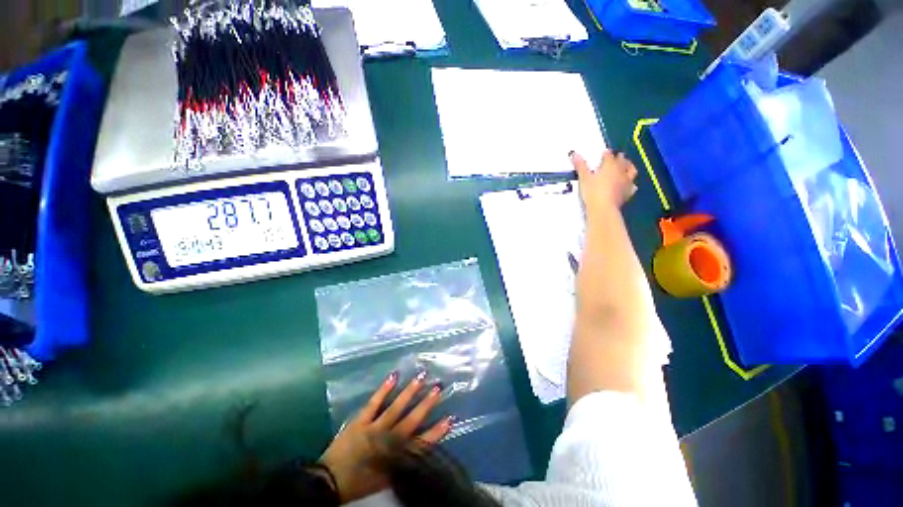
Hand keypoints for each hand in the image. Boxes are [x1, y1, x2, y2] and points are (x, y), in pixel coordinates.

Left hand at [319, 371, 451, 502]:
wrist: (330, 482)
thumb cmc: (360, 482)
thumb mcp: (386, 477)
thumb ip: (403, 462)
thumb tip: (419, 445)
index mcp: (396, 457)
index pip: (422, 443)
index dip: (437, 431)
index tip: (450, 418)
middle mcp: (388, 440)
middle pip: (412, 420)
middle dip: (427, 404)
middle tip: (439, 388)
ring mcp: (374, 428)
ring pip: (396, 408)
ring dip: (410, 392)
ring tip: (422, 377)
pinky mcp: (361, 421)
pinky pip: (374, 403)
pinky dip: (384, 390)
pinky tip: (393, 376)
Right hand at [570, 150, 638, 212]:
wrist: (603, 208)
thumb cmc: (593, 192)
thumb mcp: (583, 178)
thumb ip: (580, 165)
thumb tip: (574, 154)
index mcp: (610, 165)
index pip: (609, 155)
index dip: (606, 153)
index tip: (604, 153)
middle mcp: (620, 171)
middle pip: (622, 160)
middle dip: (619, 158)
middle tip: (616, 157)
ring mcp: (625, 182)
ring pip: (631, 170)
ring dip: (629, 167)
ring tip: (627, 166)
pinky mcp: (627, 193)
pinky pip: (632, 186)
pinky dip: (631, 184)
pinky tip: (629, 185)